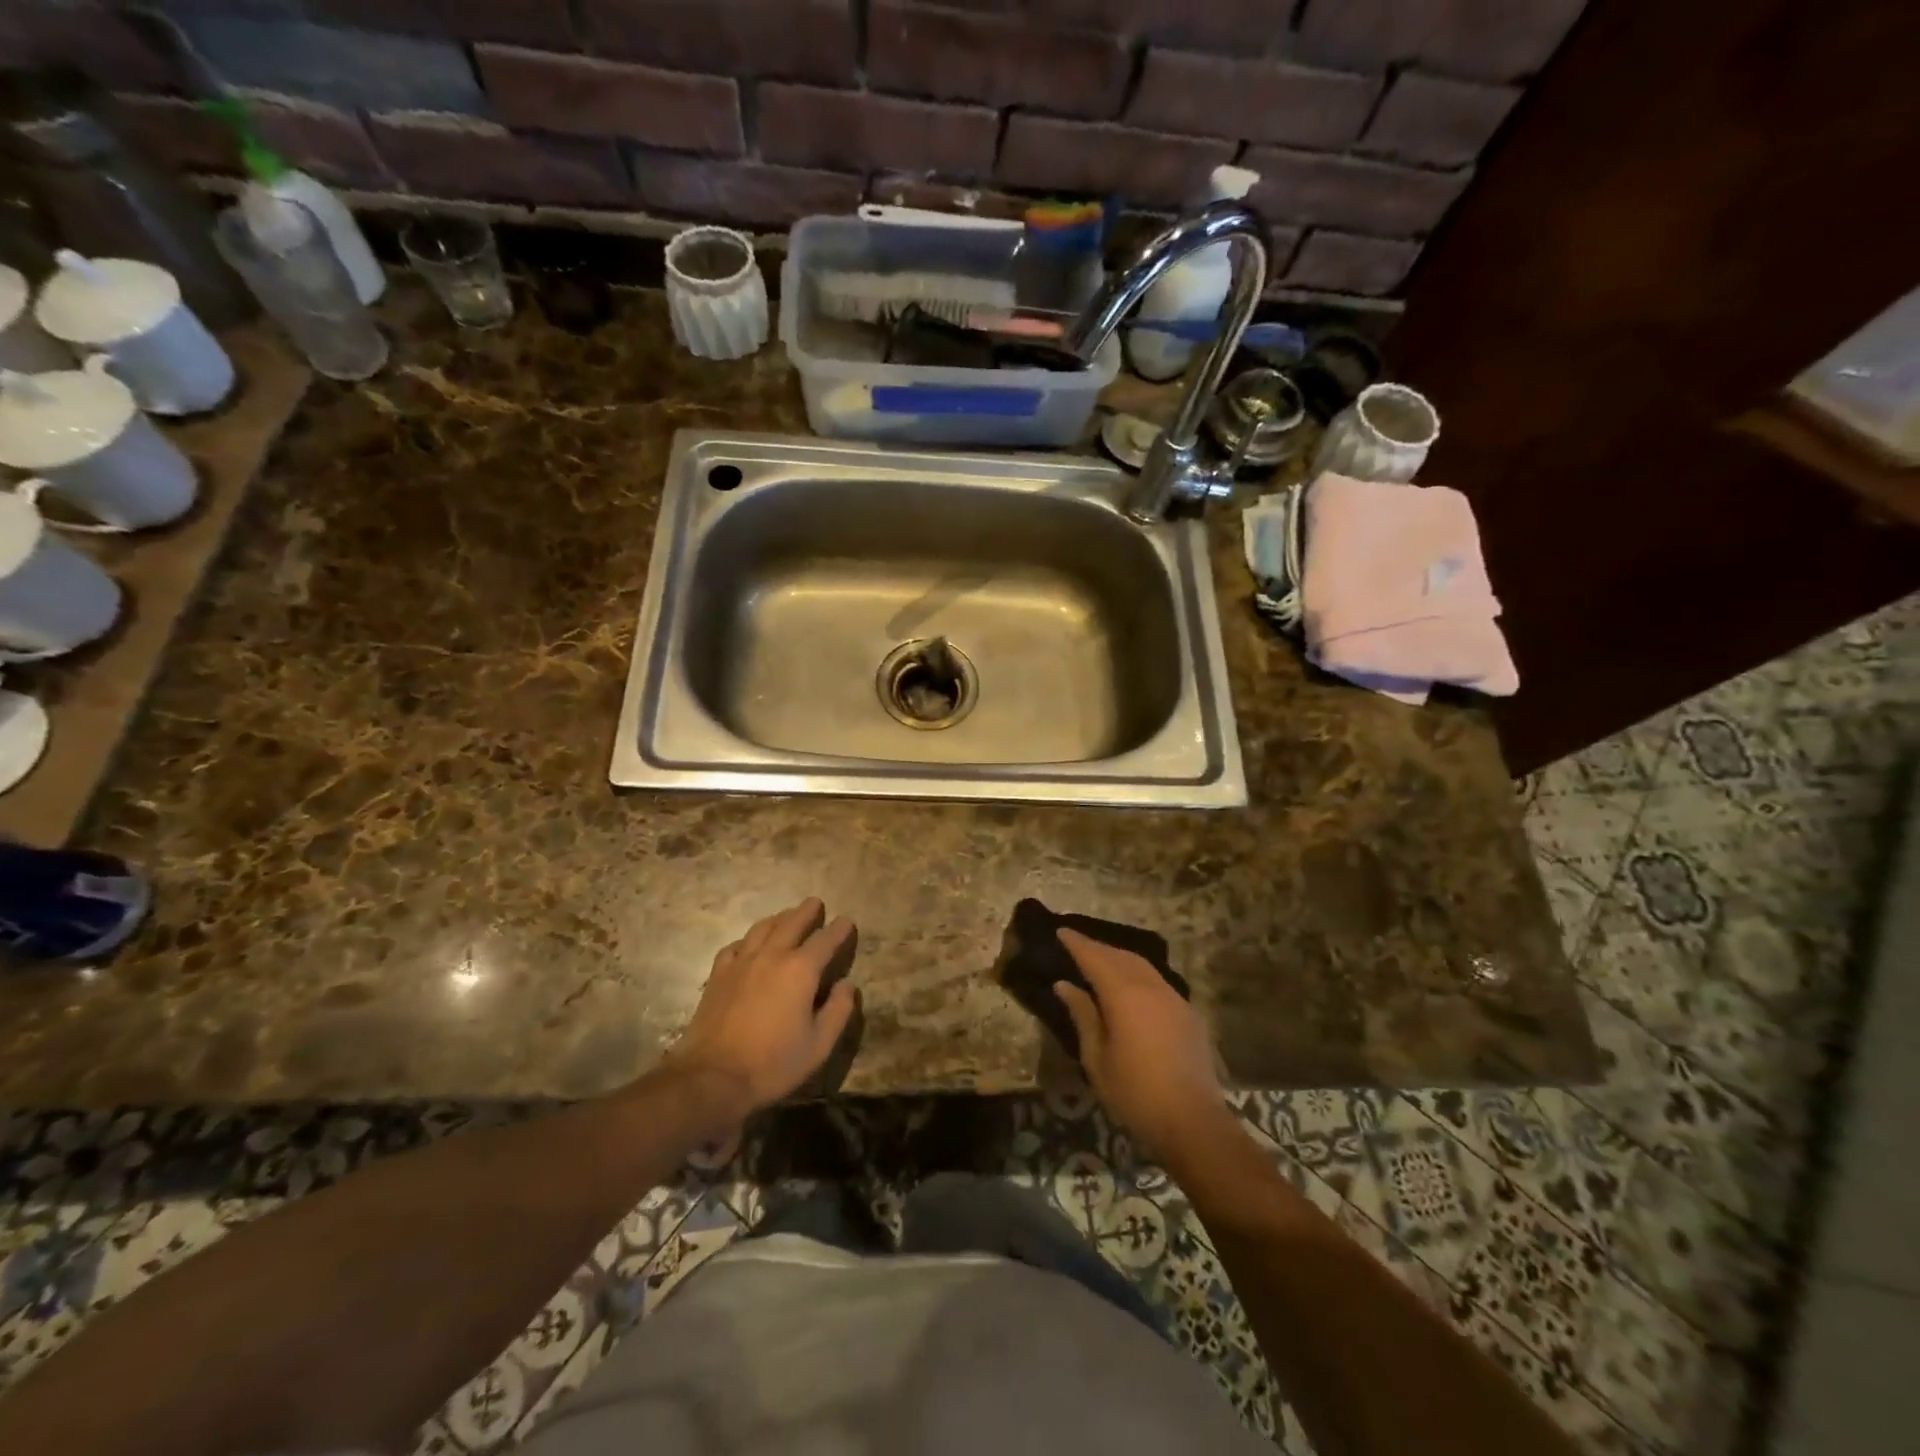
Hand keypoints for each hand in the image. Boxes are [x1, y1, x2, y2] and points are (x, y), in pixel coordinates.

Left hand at [667, 899, 857, 1120]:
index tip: (847, 921)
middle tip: (816, 903)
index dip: (839, 929)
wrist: (712, 1077)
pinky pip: (736, 945)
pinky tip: (749, 943)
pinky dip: (748, 939)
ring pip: (762, 928)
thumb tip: (848, 985)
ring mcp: (741, 963)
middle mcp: (772, 956)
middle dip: (807, 911)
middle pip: (792, 923)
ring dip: (779, 918)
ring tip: (787, 915)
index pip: (826, 940)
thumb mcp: (819, 1045)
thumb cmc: (772, 1063)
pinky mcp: (718, 975)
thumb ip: (839, 1010)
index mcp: (801, 970)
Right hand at [1055, 929, 1225, 1154]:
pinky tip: (1130, 986)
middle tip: (1076, 944)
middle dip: (1097, 948)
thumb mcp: (1097, 1059)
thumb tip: (1065, 985)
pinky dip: (1138, 974)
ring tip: (1100, 960)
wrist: (1194, 1123)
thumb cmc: (1135, 1094)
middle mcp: (1151, 987)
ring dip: (1119, 958)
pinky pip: (1157, 981)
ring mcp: (1174, 998)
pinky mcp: (1188, 1014)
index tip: (1061, 931)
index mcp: (1124, 995)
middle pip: (1120, 956)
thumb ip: (1083, 1016)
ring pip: (1142, 966)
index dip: (1077, 943)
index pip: (1095, 958)